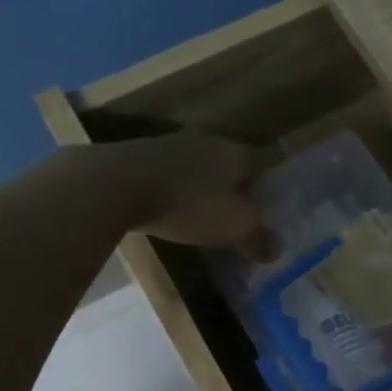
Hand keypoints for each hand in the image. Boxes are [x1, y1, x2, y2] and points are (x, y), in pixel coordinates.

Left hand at [111, 130, 276, 257]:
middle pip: (228, 163)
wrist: (115, 184)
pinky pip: (168, 172)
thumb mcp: (233, 228)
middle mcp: (206, 140)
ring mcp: (169, 142)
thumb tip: (276, 251)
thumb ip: (258, 238)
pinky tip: (166, 207)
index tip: (263, 212)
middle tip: (232, 215)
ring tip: (198, 213)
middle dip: (232, 188)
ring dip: (200, 186)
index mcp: (235, 152)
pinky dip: (173, 188)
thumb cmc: (188, 204)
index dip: (265, 189)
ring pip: (197, 166)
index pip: (262, 164)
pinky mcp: (139, 152)